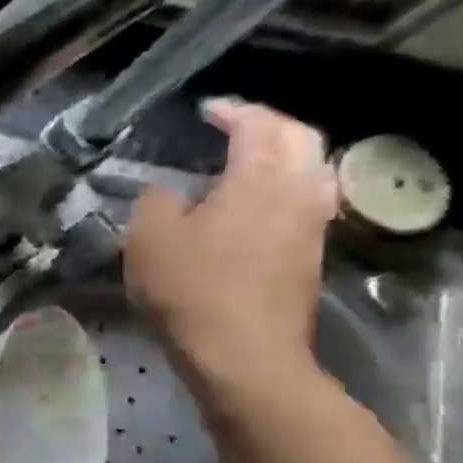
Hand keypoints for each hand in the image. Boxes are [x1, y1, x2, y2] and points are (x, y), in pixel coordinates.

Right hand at [124, 98, 337, 393]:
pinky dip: (286, 185)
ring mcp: (312, 223)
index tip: (206, 110)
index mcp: (259, 176)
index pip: (257, 124)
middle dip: (268, 124)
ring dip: (284, 154)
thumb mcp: (149, 238)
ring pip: (312, 168)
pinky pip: (308, 199)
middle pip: (300, 137)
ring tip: (249, 162)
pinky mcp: (311, 253)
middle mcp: (298, 189)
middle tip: (233, 128)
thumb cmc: (191, 289)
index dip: (232, 111)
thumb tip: (167, 191)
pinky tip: (259, 204)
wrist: (243, 352)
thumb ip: (155, 201)